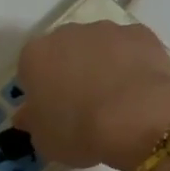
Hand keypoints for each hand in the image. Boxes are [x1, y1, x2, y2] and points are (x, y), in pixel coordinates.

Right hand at [12, 23, 169, 170]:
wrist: (137, 118)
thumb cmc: (78, 131)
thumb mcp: (44, 140)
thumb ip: (33, 122)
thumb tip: (28, 115)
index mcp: (35, 56)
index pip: (30, 70)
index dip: (41, 92)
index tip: (52, 113)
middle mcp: (67, 33)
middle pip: (63, 51)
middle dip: (70, 72)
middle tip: (83, 106)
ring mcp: (106, 30)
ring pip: (98, 47)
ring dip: (102, 65)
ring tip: (116, 101)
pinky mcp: (141, 33)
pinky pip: (131, 48)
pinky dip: (133, 64)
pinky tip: (140, 90)